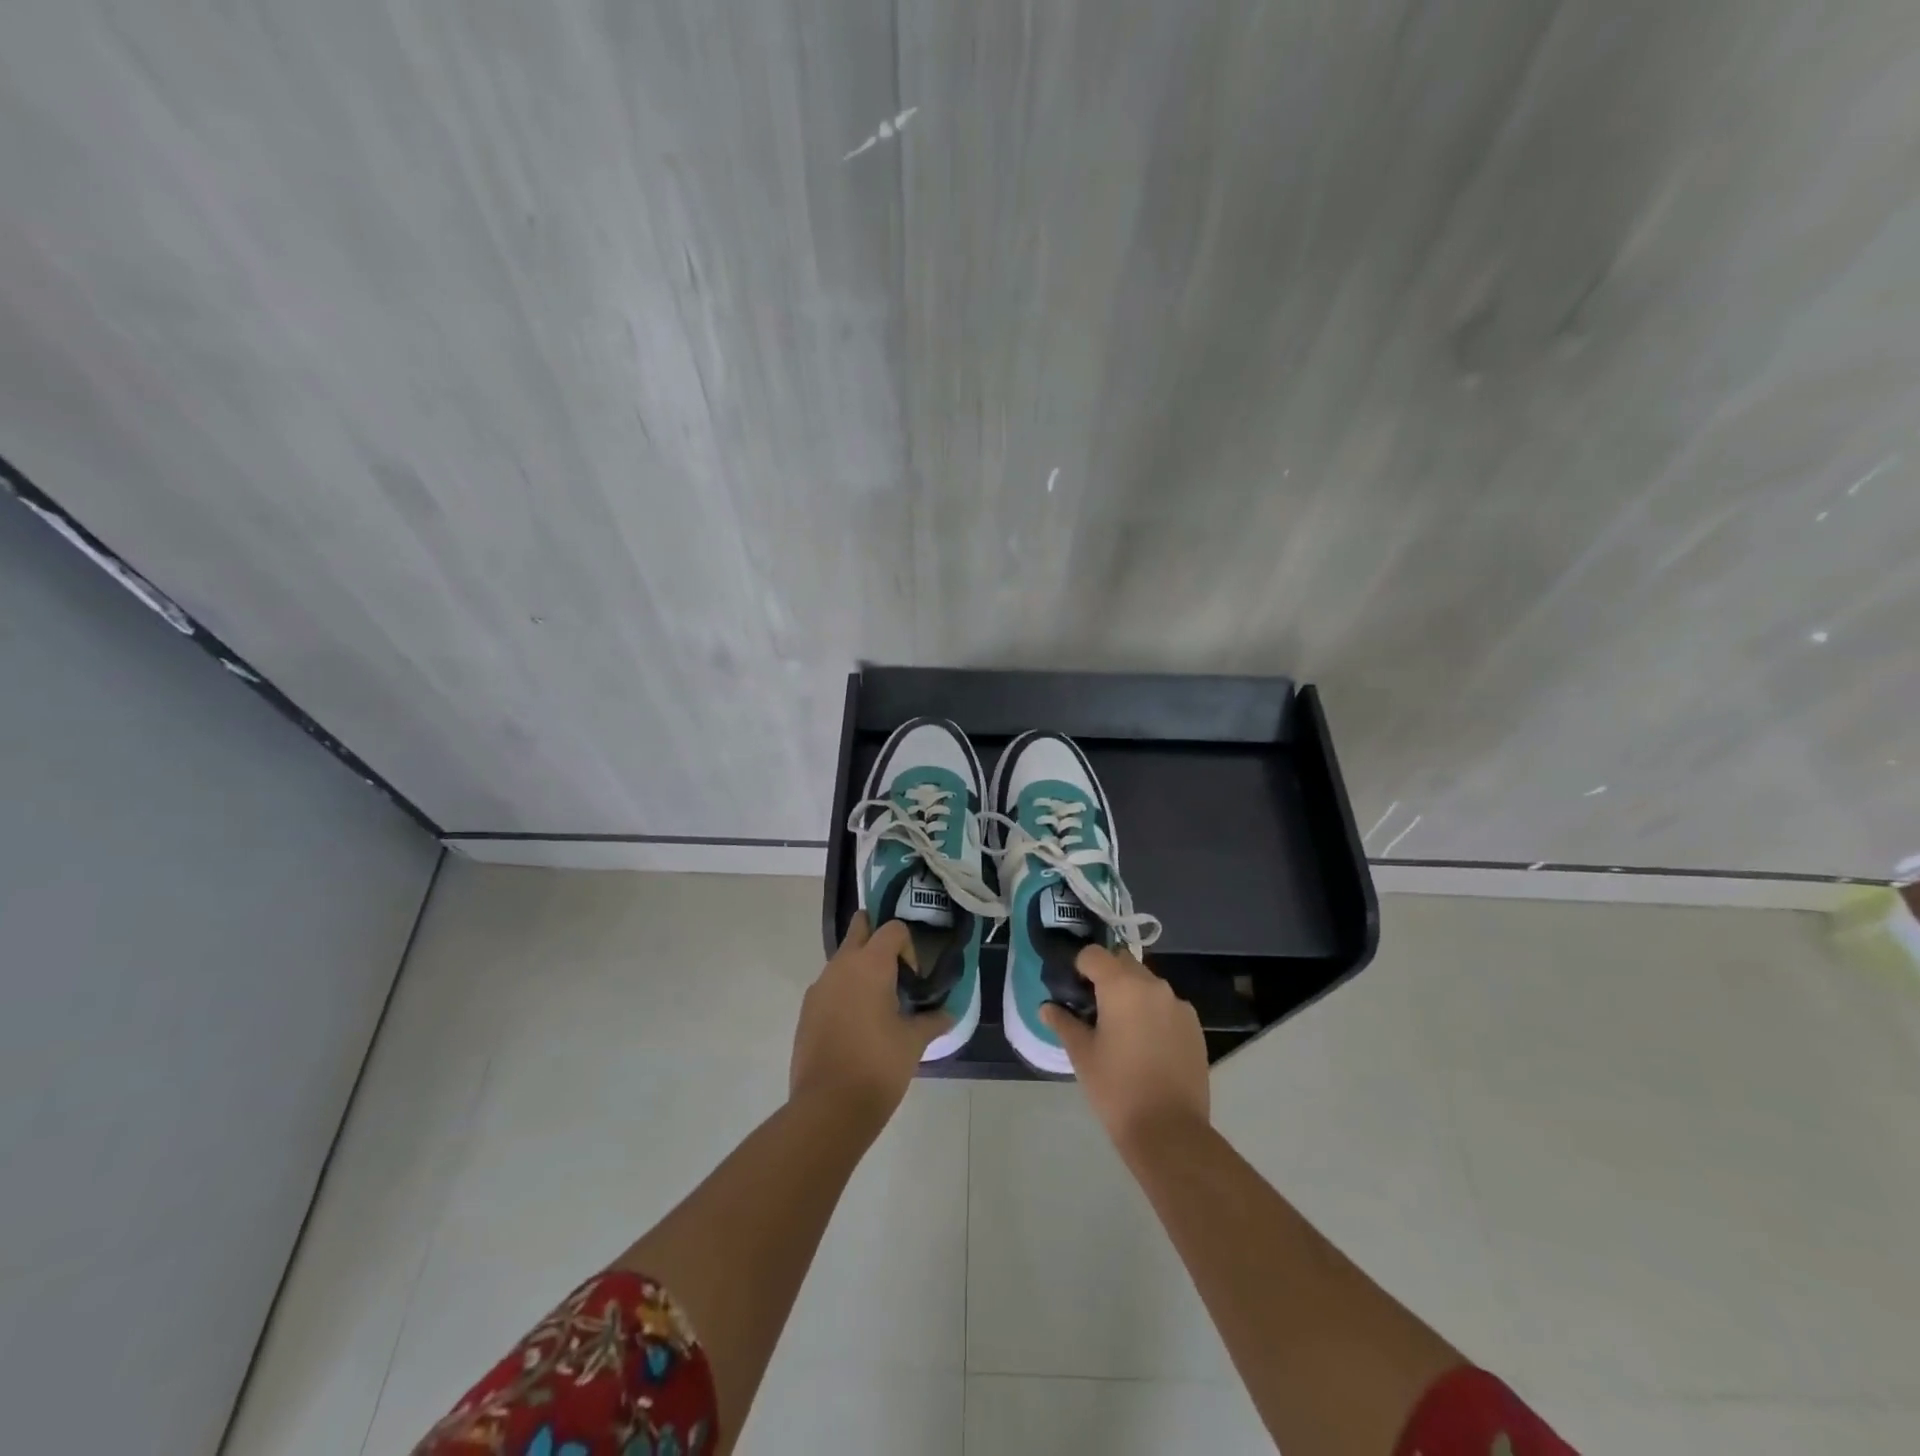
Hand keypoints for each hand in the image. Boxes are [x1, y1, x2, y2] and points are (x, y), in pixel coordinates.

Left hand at [790, 913, 952, 1127]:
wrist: (828, 1107)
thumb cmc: (878, 1065)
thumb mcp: (913, 1042)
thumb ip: (932, 1021)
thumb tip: (948, 1014)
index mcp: (870, 964)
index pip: (892, 929)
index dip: (908, 947)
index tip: (914, 978)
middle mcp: (841, 965)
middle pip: (859, 929)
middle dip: (875, 936)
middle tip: (894, 965)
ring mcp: (819, 987)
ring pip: (842, 959)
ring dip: (860, 967)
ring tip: (878, 1002)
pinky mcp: (807, 1010)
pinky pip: (829, 986)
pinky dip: (844, 991)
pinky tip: (857, 1024)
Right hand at [1041, 944, 1209, 1153]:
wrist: (1170, 1131)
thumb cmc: (1117, 1088)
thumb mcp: (1082, 1055)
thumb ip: (1063, 1023)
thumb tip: (1046, 1007)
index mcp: (1122, 986)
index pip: (1093, 954)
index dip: (1079, 967)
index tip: (1072, 991)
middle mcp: (1153, 985)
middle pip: (1123, 963)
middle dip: (1106, 977)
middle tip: (1093, 1009)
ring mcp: (1179, 1005)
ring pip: (1147, 984)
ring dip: (1131, 994)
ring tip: (1121, 1030)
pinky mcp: (1195, 1026)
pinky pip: (1167, 1006)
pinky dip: (1153, 1013)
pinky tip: (1146, 1045)